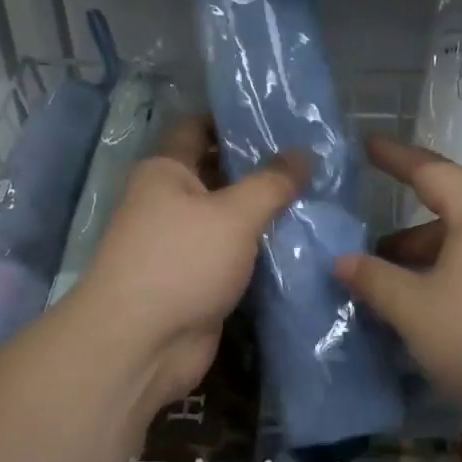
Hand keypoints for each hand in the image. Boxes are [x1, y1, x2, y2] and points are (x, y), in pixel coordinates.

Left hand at [69, 115, 308, 414]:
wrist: (143, 344)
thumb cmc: (182, 262)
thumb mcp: (234, 214)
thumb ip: (272, 182)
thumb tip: (305, 153)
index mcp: (165, 172)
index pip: (198, 128)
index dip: (234, 119)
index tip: (280, 117)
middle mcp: (170, 203)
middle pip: (218, 174)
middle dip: (260, 168)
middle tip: (313, 160)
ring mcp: (183, 245)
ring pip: (230, 218)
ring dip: (265, 212)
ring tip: (318, 196)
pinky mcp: (199, 280)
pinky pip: (235, 255)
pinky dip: (261, 249)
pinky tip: (301, 241)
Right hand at [335, 137, 461, 432]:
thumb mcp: (414, 308)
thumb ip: (374, 280)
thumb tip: (342, 261)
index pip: (431, 171)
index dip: (396, 159)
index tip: (368, 146)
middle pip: (449, 217)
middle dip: (405, 235)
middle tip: (368, 253)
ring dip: (426, 266)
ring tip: (392, 293)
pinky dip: (449, 287)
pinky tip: (430, 318)